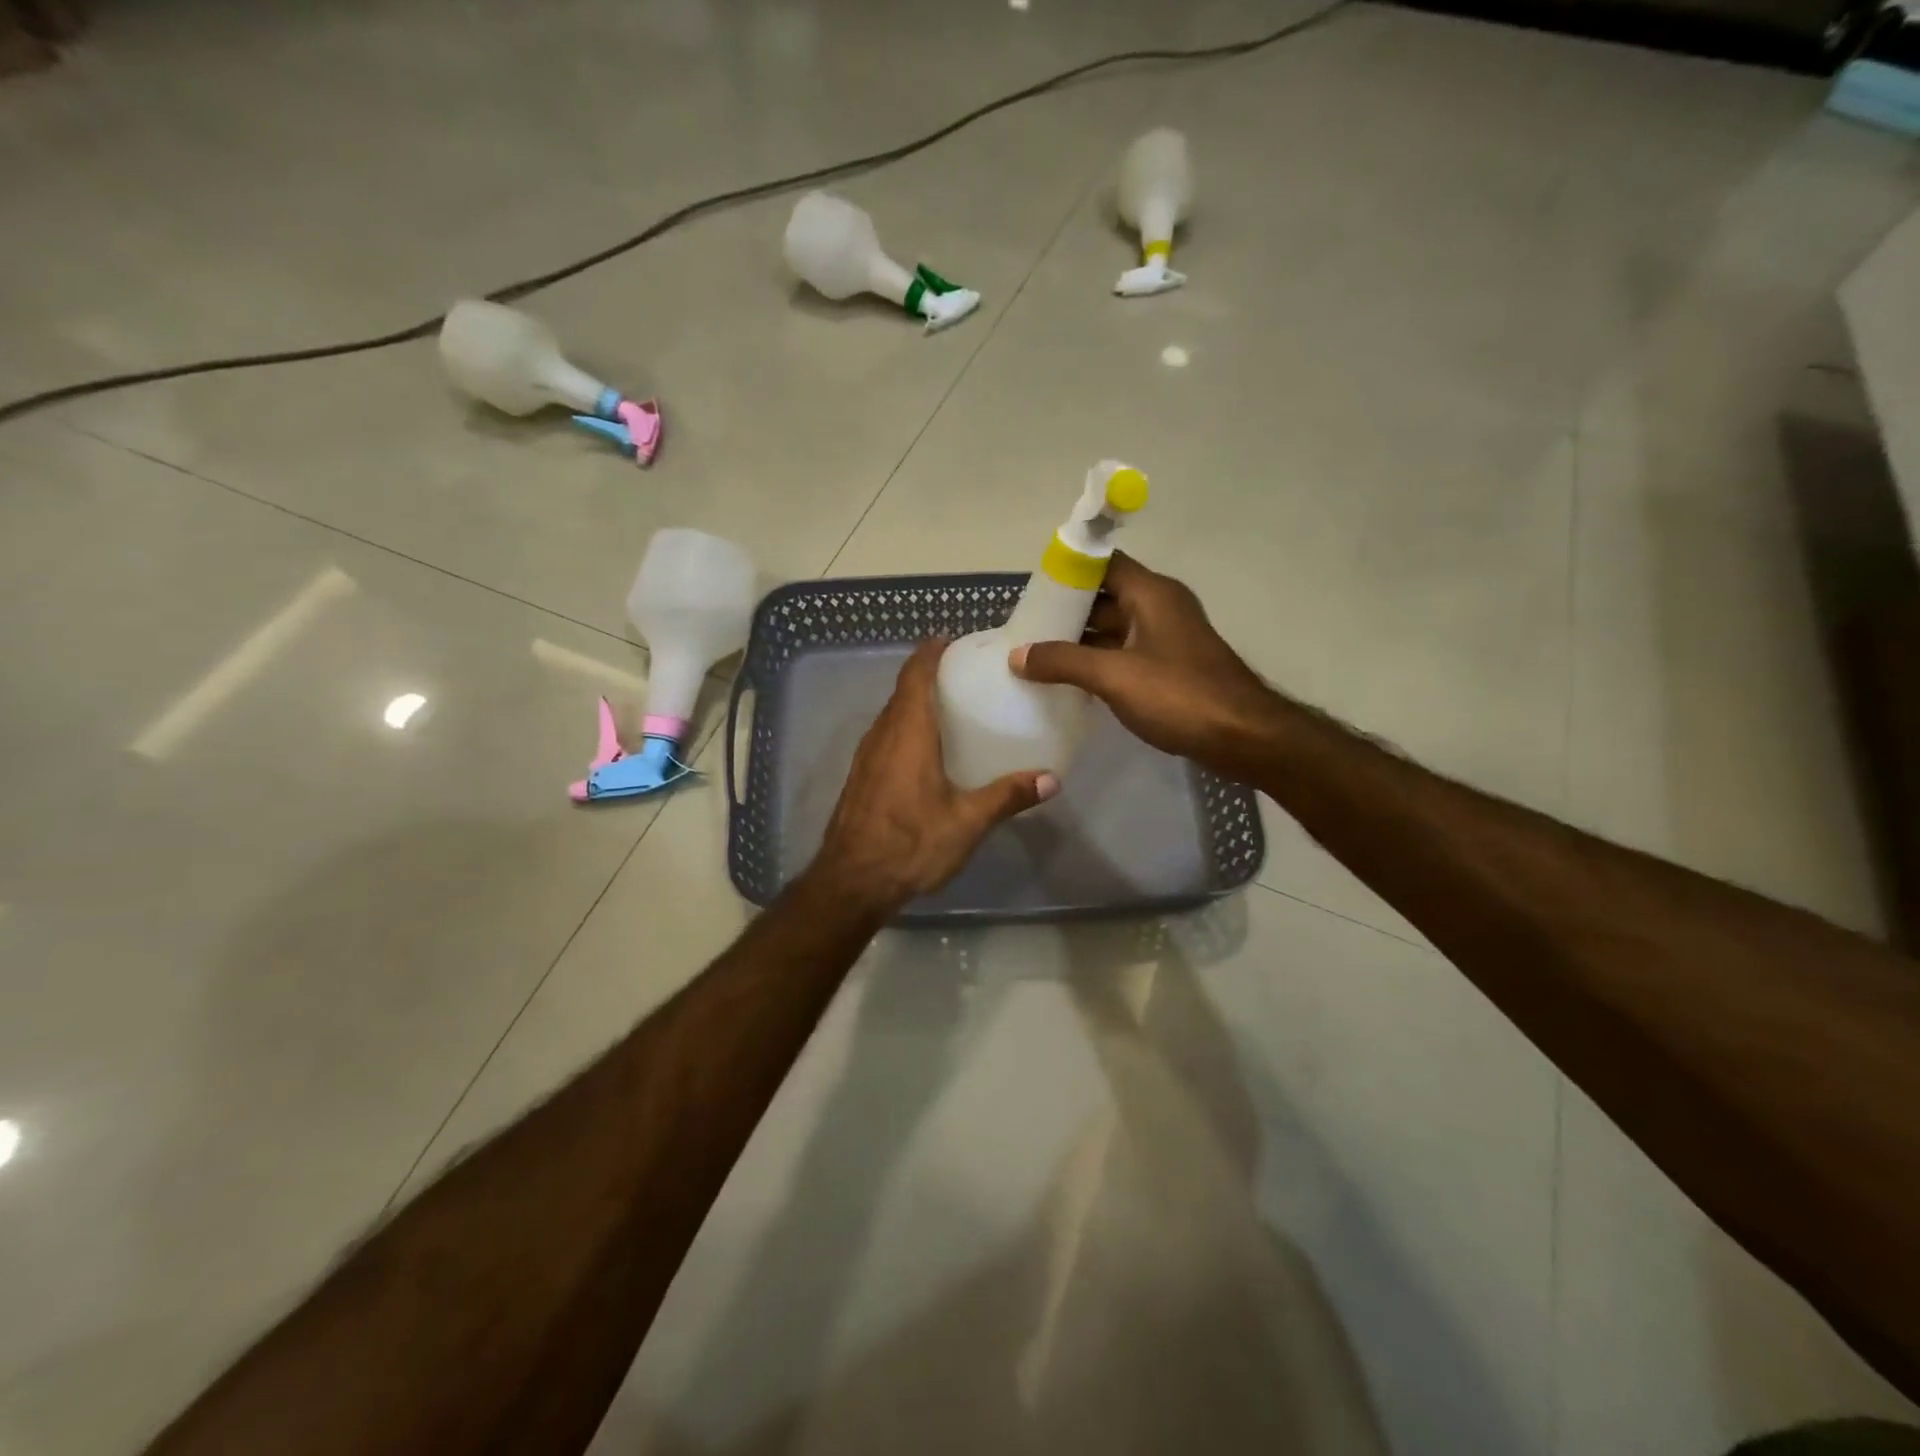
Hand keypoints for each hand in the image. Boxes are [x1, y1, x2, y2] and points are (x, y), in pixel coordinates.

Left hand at [810, 640, 1058, 915]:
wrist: (852, 882)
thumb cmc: (911, 843)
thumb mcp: (967, 822)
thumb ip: (1007, 796)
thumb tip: (1051, 779)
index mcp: (908, 733)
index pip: (914, 676)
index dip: (929, 653)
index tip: (949, 639)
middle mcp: (882, 736)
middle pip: (902, 692)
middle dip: (927, 676)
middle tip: (963, 675)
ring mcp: (866, 757)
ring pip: (891, 716)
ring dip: (914, 703)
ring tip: (949, 708)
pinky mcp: (860, 778)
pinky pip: (884, 738)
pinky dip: (904, 729)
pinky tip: (926, 752)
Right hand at [1010, 552, 1281, 780]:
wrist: (1242, 737)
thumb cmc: (1179, 696)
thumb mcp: (1114, 676)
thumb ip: (1063, 662)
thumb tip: (1018, 655)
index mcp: (1150, 594)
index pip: (1103, 562)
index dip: (1068, 569)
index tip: (1033, 588)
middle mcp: (1159, 607)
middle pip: (1105, 597)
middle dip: (1066, 610)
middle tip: (1025, 627)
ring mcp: (1166, 639)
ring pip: (1113, 629)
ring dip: (1079, 641)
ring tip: (1036, 655)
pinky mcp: (1169, 668)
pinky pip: (1124, 655)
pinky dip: (1097, 662)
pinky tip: (1068, 681)